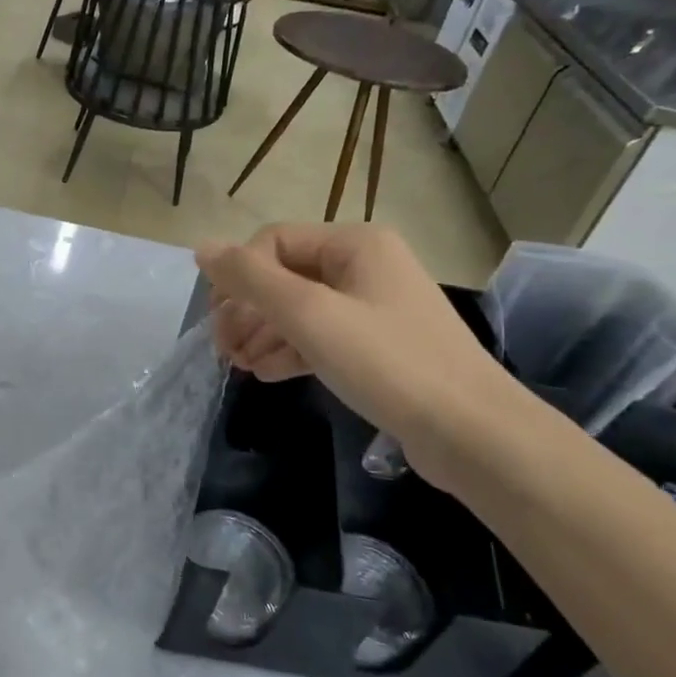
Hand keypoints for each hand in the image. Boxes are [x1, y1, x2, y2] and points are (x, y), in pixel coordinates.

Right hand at [196, 223, 519, 488]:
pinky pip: (321, 337)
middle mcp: (365, 266)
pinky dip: (290, 351)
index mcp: (355, 244)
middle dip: (247, 310)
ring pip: (300, 309)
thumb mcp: (309, 315)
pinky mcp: (378, 348)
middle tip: (222, 350)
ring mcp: (374, 308)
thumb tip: (201, 248)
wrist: (473, 434)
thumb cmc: (387, 362)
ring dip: (263, 333)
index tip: (217, 321)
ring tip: (238, 366)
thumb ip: (251, 279)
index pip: (272, 242)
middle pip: (284, 276)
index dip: (237, 277)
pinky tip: (266, 373)